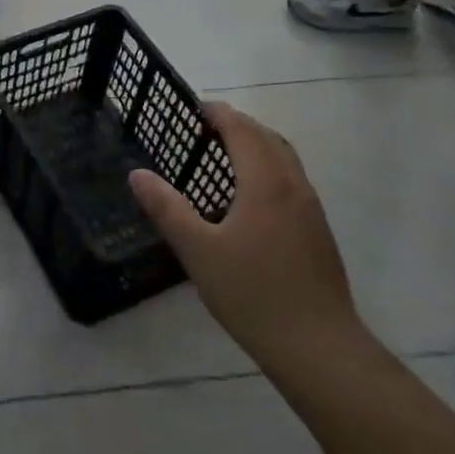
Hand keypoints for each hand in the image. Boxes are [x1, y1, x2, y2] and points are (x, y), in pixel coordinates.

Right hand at [129, 102, 364, 371]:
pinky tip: (250, 193)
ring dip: (257, 144)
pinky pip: (292, 179)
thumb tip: (136, 173)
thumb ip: (167, 208)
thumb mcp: (198, 251)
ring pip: (285, 159)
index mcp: (266, 184)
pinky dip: (269, 166)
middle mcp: (294, 187)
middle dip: (238, 124)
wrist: (318, 346)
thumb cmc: (252, 293)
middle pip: (268, 139)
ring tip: (225, 151)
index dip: (218, 114)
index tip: (193, 107)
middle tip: (204, 125)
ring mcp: (311, 210)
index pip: (242, 131)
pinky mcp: (317, 231)